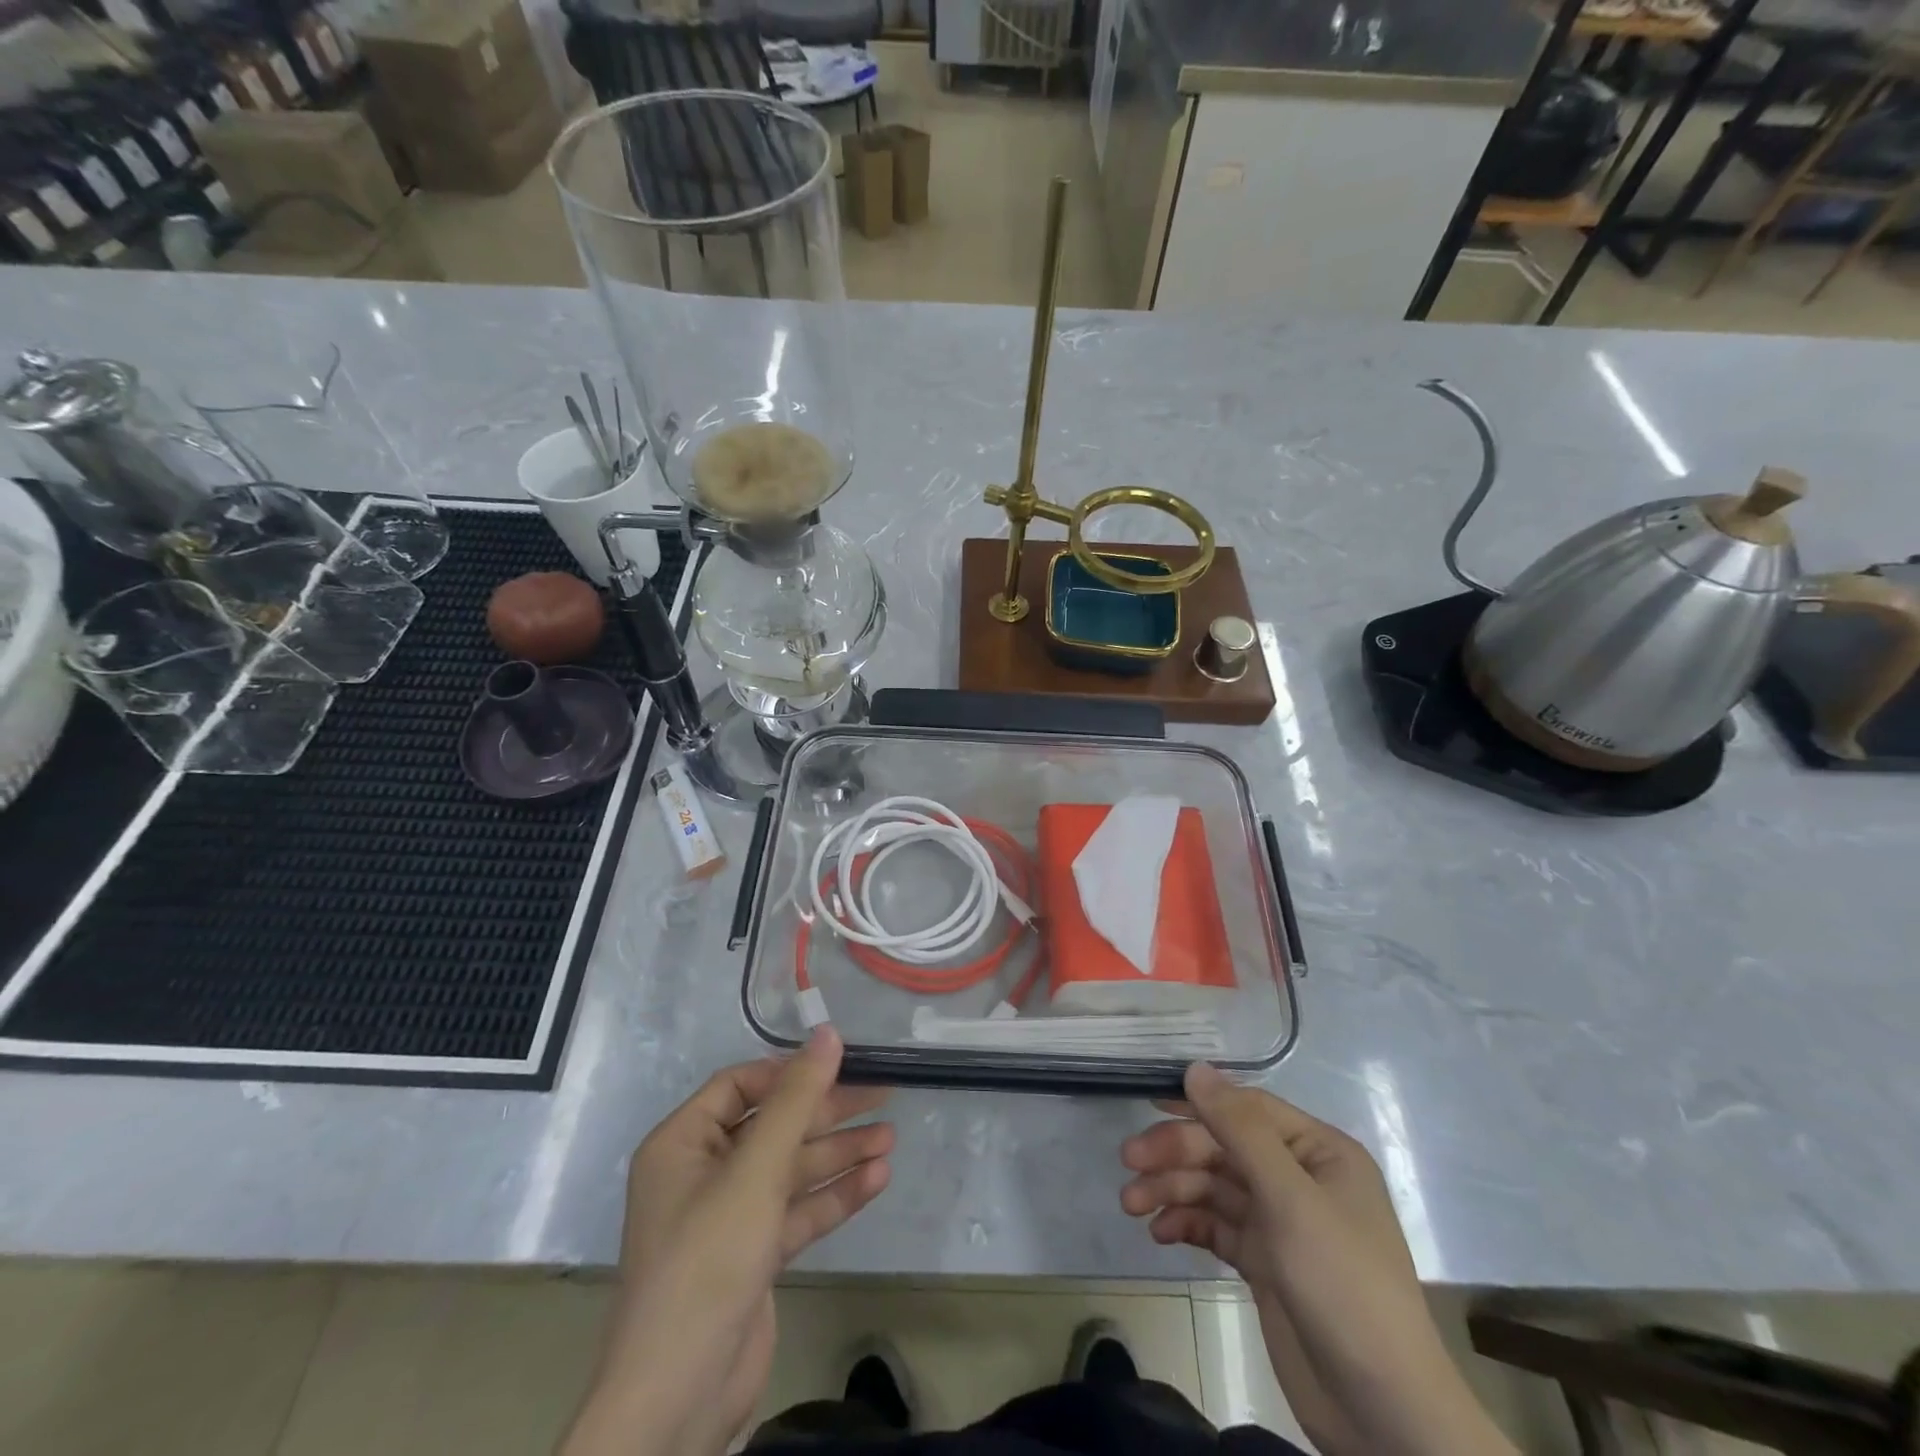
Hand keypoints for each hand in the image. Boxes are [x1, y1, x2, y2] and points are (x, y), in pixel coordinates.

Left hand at [564, 1028, 892, 1455]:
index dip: (790, 1072)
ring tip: (890, 1139)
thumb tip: (828, 1033)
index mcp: (683, 1143)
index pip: (741, 1085)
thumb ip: (796, 1099)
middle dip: (828, 1114)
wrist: (679, 1398)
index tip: (841, 1064)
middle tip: (883, 1095)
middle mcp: (703, 1173)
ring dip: (839, 1154)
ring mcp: (730, 1217)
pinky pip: (798, 1210)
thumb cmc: (708, 1260)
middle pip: (774, 1126)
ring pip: (792, 1169)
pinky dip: (834, 1195)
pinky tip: (876, 1179)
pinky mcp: (754, 1255)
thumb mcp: (755, 1170)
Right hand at [1120, 1065, 1513, 1455]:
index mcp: (1320, 1153)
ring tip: (1132, 1205)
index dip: (1199, 1104)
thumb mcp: (1289, 1199)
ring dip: (1173, 1190)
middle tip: (1130, 1163)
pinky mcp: (1265, 1263)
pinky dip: (1187, 1224)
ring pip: (1215, 1187)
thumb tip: (1195, 1068)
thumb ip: (1239, 1130)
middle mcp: (1300, 1179)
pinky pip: (1217, 1227)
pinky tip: (1160, 1233)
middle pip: (1225, 1148)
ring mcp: (1282, 1223)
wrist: (1381, 1414)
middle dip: (1177, 1154)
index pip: (1249, 1110)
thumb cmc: (1342, 1284)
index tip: (1149, 1106)